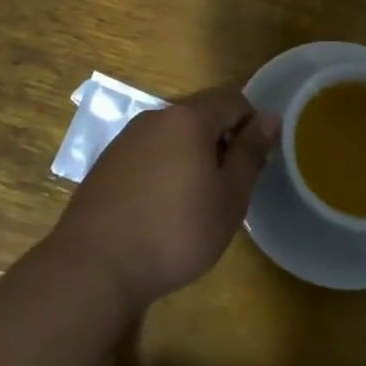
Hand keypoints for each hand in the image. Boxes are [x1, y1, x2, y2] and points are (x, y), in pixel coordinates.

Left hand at [50, 88, 278, 312]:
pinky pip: (148, 155)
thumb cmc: (175, 231)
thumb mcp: (229, 197)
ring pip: (173, 136)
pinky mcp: (107, 164)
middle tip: (229, 189)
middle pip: (200, 115)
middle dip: (221, 142)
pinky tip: (161, 210)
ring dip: (192, 157)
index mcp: (187, 117)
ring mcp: (125, 139)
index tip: (254, 164)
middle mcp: (154, 117)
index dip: (251, 125)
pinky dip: (164, 171)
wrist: (96, 266)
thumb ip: (250, 152)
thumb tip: (269, 117)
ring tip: (196, 203)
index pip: (232, 99)